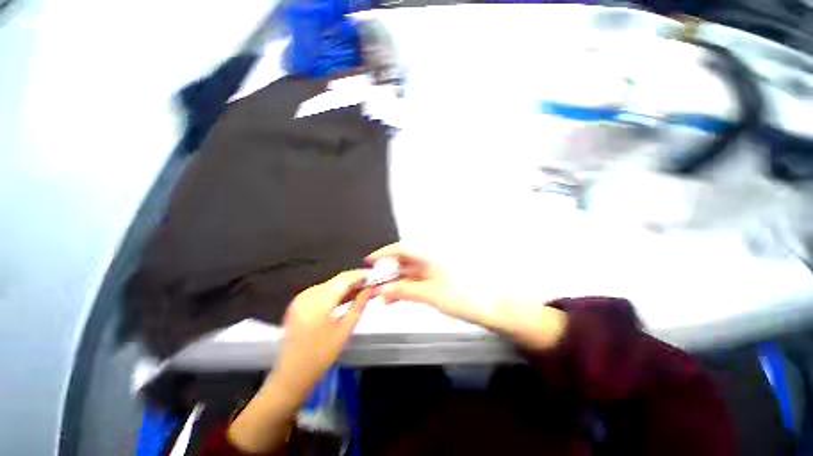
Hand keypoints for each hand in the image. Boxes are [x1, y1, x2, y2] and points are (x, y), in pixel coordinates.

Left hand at [275, 270, 371, 398]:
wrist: (292, 376)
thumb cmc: (321, 356)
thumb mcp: (345, 329)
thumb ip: (359, 305)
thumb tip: (370, 288)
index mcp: (319, 301)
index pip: (344, 278)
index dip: (360, 274)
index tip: (375, 275)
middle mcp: (308, 294)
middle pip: (336, 280)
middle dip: (355, 281)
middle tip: (371, 284)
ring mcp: (301, 298)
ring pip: (330, 285)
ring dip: (346, 287)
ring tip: (363, 291)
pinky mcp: (299, 303)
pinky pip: (321, 292)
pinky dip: (335, 293)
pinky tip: (347, 297)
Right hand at [366, 243, 500, 327]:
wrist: (487, 307)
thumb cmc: (462, 296)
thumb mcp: (429, 294)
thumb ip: (404, 291)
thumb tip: (384, 290)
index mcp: (429, 257)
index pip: (401, 249)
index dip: (384, 254)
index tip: (369, 261)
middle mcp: (429, 261)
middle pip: (402, 262)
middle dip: (386, 272)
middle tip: (372, 283)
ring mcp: (432, 272)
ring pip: (407, 274)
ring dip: (394, 283)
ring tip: (380, 294)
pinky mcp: (435, 282)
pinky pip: (414, 282)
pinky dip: (403, 289)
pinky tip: (394, 298)